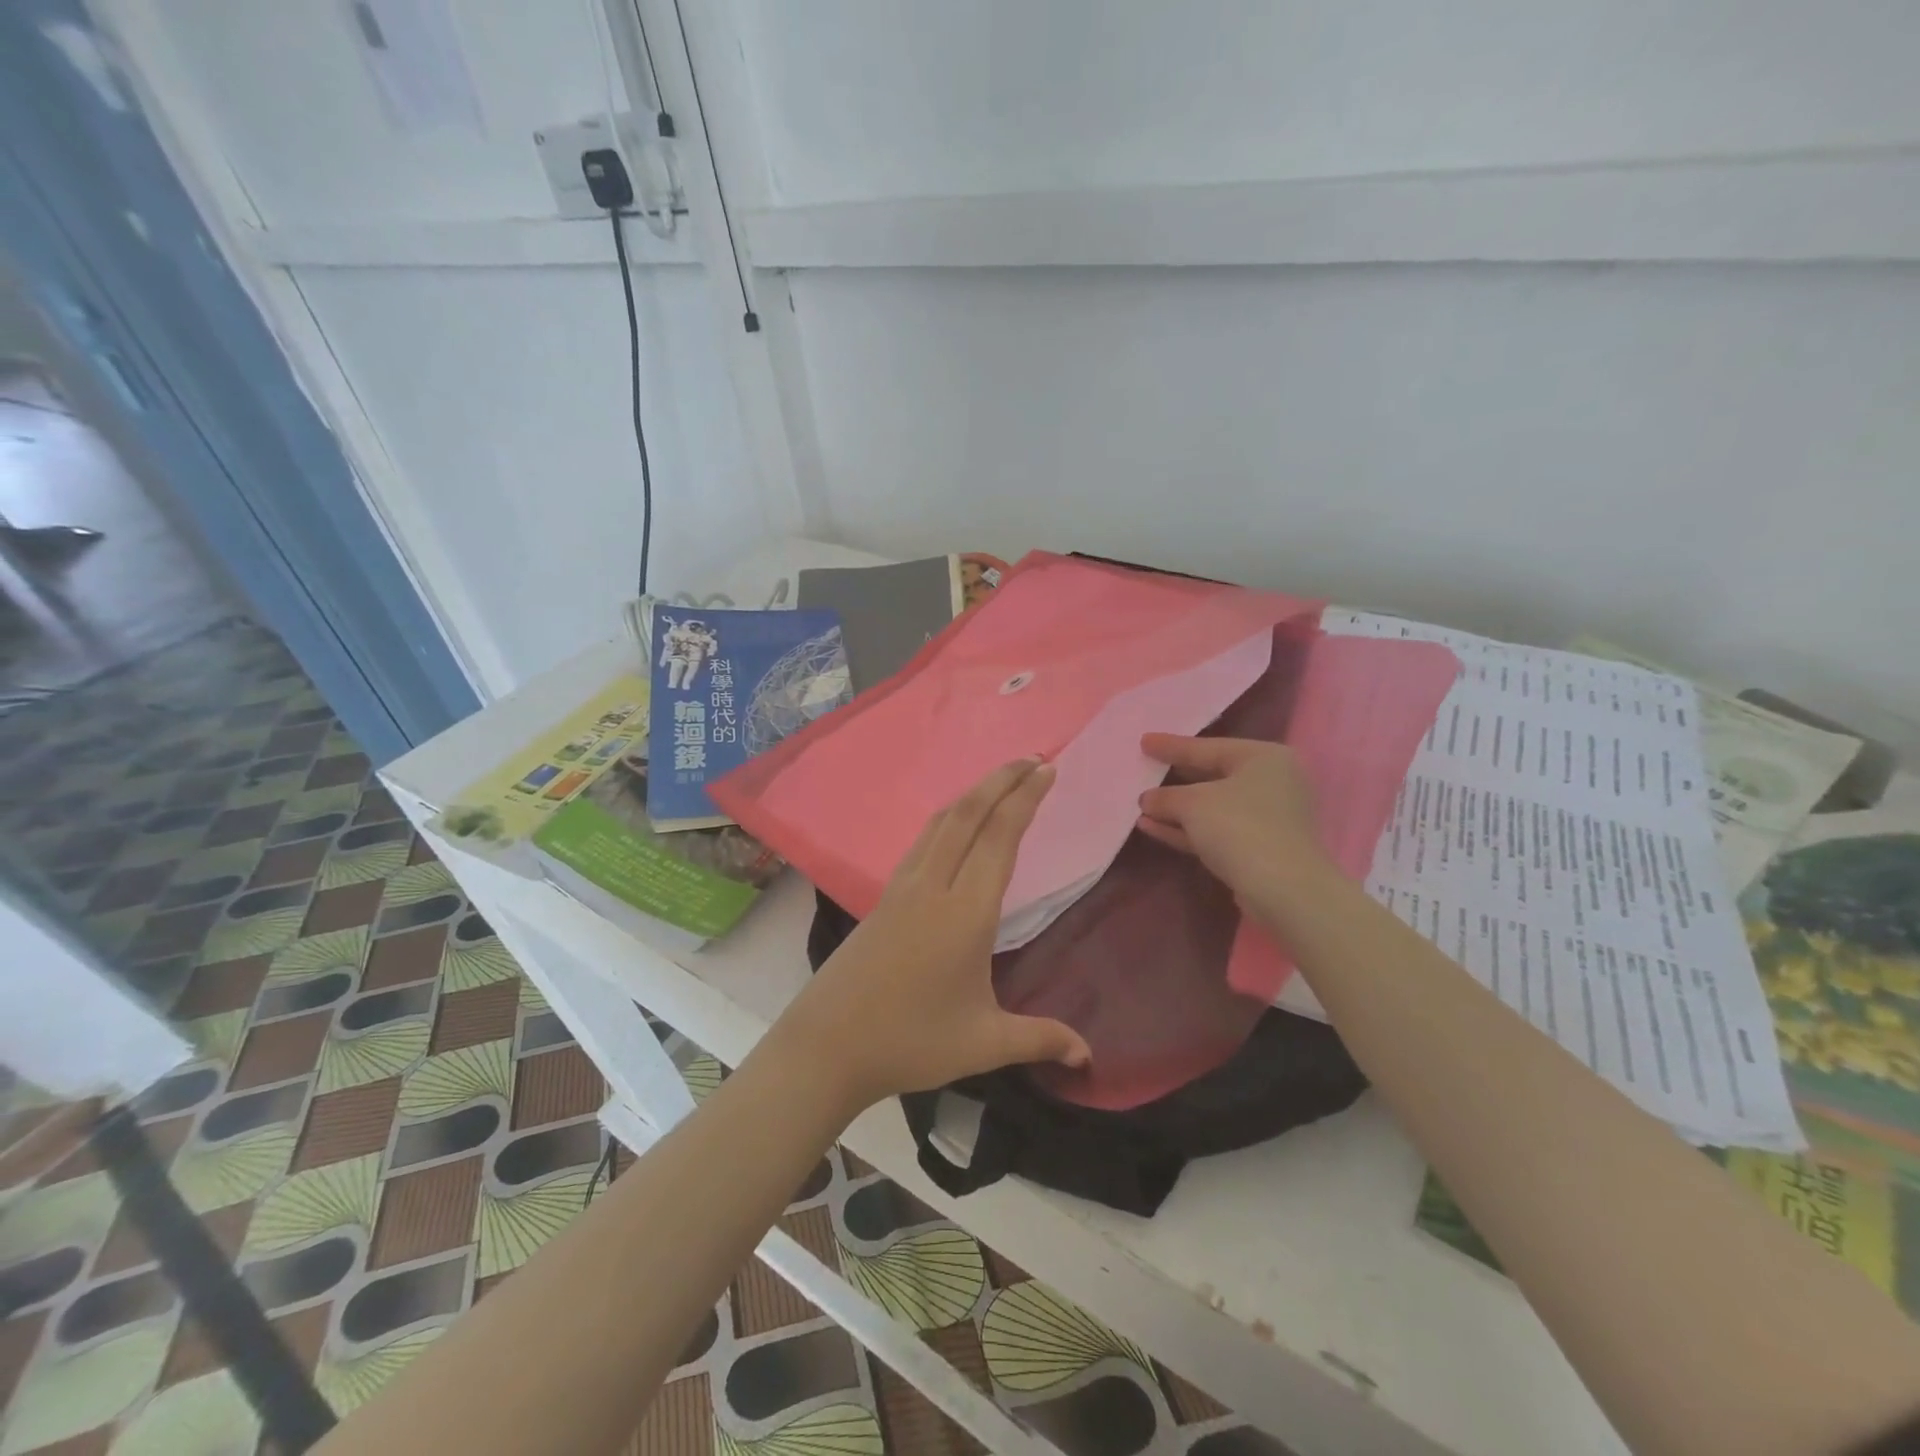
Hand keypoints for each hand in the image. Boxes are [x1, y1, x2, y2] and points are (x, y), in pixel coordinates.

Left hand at [777, 758, 1091, 1113]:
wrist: (827, 1046)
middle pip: (968, 814)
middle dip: (1002, 780)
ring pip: (941, 822)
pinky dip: (949, 818)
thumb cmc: (909, 1042)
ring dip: (973, 794)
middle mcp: (933, 886)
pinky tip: (955, 828)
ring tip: (1000, 782)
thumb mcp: (983, 1044)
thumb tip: (1089, 1056)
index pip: (1000, 837)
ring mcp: (902, 888)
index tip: (1048, 770)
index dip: (1025, 799)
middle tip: (1033, 760)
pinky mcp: (883, 897)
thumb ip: (1040, 1039)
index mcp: (965, 912)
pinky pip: (923, 841)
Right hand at [1136, 735, 1329, 900]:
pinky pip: (1216, 830)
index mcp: (1264, 758)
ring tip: (1141, 806)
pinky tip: (1153, 828)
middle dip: (1175, 778)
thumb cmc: (1240, 827)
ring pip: (1213, 807)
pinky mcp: (1259, 848)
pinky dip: (1187, 828)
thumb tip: (1147, 800)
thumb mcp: (1193, 803)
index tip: (1144, 741)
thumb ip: (1165, 797)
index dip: (1172, 745)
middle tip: (1146, 769)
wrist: (1283, 890)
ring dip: (1176, 809)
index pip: (1209, 747)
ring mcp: (1268, 818)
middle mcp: (1272, 783)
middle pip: (1212, 775)